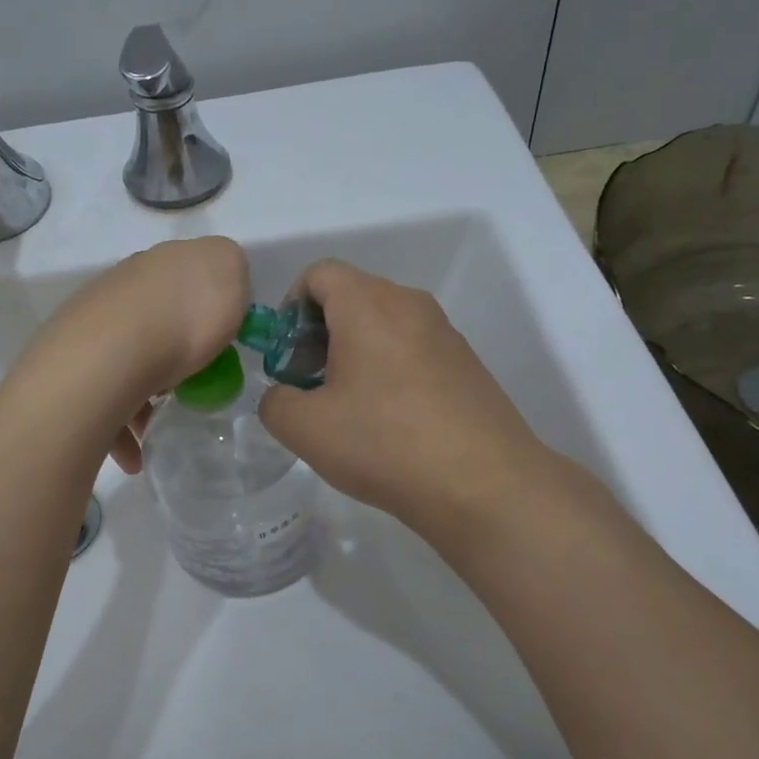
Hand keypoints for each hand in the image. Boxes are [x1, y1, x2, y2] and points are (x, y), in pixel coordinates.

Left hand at [29, 236, 249, 470]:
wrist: (110, 357)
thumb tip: (218, 284)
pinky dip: (121, 427)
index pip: (187, 275)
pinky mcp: (73, 365)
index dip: (207, 305)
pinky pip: (105, 398)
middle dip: (173, 352)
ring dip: (144, 396)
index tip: (221, 341)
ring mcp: (92, 325)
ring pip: (127, 361)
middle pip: (156, 319)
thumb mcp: (230, 273)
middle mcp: (121, 287)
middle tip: (192, 383)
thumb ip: (230, 271)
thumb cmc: (183, 317)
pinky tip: (135, 454)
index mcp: (161, 263)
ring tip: (159, 426)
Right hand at [256, 260, 554, 540]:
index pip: (319, 274)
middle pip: (352, 297)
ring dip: (354, 354)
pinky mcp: (466, 363)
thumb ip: (274, 402)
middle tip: (309, 386)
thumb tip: (285, 396)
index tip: (286, 356)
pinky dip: (388, 370)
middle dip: (319, 334)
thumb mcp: (304, 428)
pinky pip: (413, 349)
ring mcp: (445, 333)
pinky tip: (389, 423)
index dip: (290, 307)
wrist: (483, 484)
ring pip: (384, 324)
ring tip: (348, 409)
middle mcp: (410, 304)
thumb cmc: (384, 444)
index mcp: (367, 304)